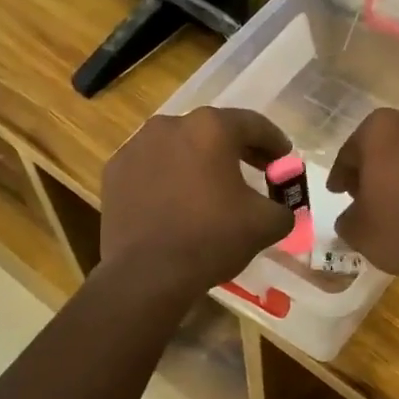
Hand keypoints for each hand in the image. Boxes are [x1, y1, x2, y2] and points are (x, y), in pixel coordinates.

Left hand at [100, 108, 294, 295]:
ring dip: (199, 161)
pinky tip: (176, 202)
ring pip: (179, 147)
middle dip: (237, 150)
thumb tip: (280, 208)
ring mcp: (136, 147)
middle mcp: (170, 125)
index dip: (274, 141)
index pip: (252, 124)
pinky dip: (168, 178)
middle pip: (212, 131)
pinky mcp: (115, 172)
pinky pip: (151, 168)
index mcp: (210, 128)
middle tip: (256, 169)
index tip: (284, 159)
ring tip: (212, 188)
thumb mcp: (266, 224)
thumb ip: (282, 207)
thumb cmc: (212, 239)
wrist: (148, 274)